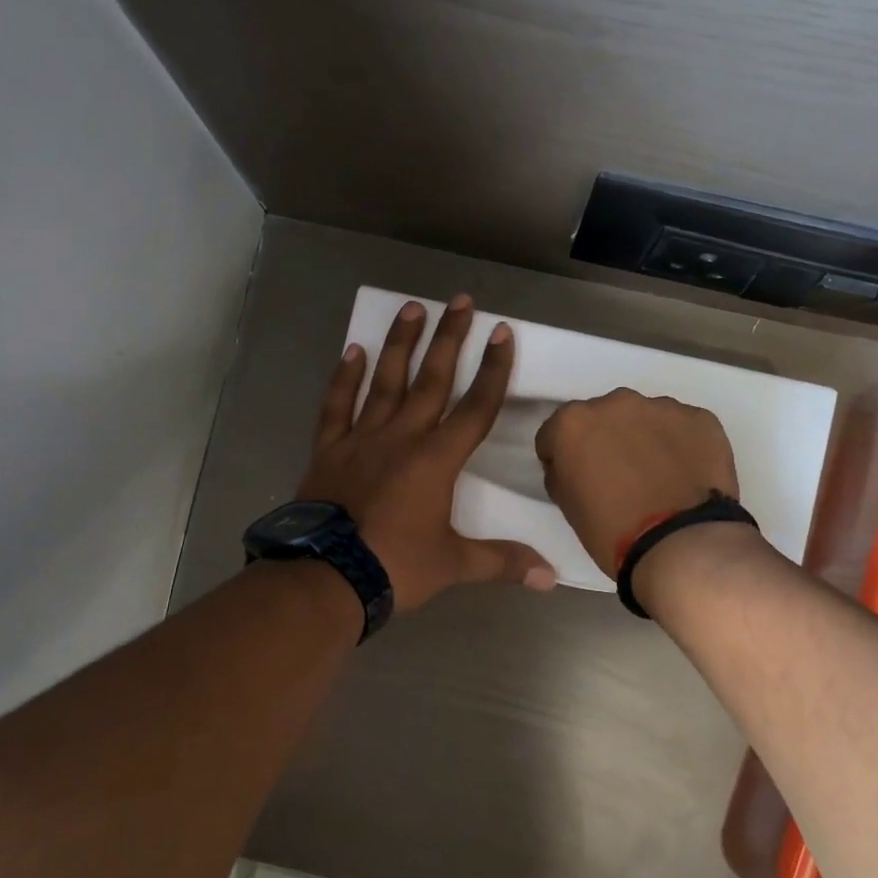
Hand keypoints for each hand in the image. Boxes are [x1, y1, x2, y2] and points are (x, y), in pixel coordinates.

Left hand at [299, 296, 556, 611]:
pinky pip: (337, 405)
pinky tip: (353, 350)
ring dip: (401, 344)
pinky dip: (344, 378)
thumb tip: (550, 577)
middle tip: (460, 300)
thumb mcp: (454, 565)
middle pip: (432, 380)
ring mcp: (362, 439)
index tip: (502, 333)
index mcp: (437, 460)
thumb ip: (502, 562)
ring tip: (412, 307)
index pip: (476, 407)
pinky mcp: (329, 449)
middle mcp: (403, 437)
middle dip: (450, 339)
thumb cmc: (395, 566)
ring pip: (385, 381)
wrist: (327, 577)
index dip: (493, 370)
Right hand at [534, 389, 739, 576]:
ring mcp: (662, 407)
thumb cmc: (612, 531)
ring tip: (659, 477)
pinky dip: (681, 446)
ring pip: (646, 419)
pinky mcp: (701, 419)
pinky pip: (683, 428)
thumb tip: (572, 465)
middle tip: (619, 476)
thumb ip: (563, 473)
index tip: (574, 478)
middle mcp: (615, 403)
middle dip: (606, 440)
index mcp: (573, 423)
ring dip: (645, 439)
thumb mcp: (568, 506)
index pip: (555, 433)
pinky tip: (686, 476)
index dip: (562, 457)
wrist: (682, 544)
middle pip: (603, 417)